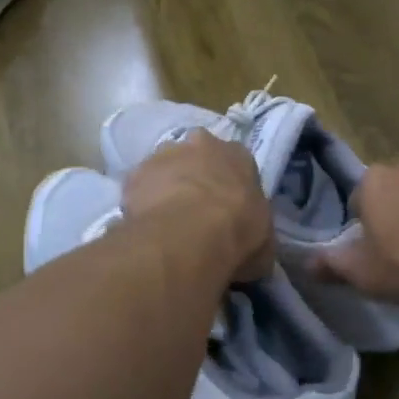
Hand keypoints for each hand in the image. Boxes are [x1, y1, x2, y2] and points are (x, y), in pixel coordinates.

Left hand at [121, 130, 274, 282]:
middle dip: (195, 178)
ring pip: (165, 168)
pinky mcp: (135, 172)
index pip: (236, 164)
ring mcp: (164, 154)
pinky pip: (139, 187)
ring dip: (166, 187)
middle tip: (194, 212)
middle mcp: (202, 143)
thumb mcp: (263, 243)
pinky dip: (141, 203)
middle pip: (197, 157)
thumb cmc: (238, 233)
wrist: (190, 234)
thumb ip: (256, 237)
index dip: (230, 188)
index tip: (226, 211)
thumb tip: (251, 255)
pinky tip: (145, 227)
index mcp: (239, 155)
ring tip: (166, 223)